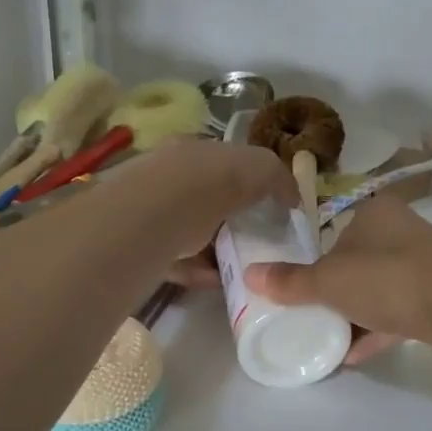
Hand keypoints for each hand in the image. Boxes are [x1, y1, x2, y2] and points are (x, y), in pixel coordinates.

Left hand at [111, 138, 295, 263]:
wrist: (149, 217)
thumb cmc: (206, 182)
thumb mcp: (256, 166)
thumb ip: (277, 177)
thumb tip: (291, 198)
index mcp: (192, 149)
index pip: (223, 161)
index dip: (248, 181)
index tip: (267, 207)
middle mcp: (168, 176)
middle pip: (206, 197)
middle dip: (231, 218)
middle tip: (257, 240)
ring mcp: (150, 212)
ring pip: (190, 231)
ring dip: (216, 249)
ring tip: (242, 267)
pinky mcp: (140, 247)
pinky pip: (176, 261)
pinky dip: (199, 271)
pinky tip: (218, 281)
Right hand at [246, 197, 431, 362]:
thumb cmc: (387, 278)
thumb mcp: (329, 281)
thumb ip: (290, 282)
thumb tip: (251, 276)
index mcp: (371, 212)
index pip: (332, 228)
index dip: (311, 256)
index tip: (295, 285)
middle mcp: (399, 229)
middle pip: (355, 260)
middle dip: (333, 289)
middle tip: (307, 313)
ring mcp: (423, 263)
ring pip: (378, 287)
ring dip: (354, 313)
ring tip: (326, 338)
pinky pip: (399, 310)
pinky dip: (376, 329)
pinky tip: (353, 356)